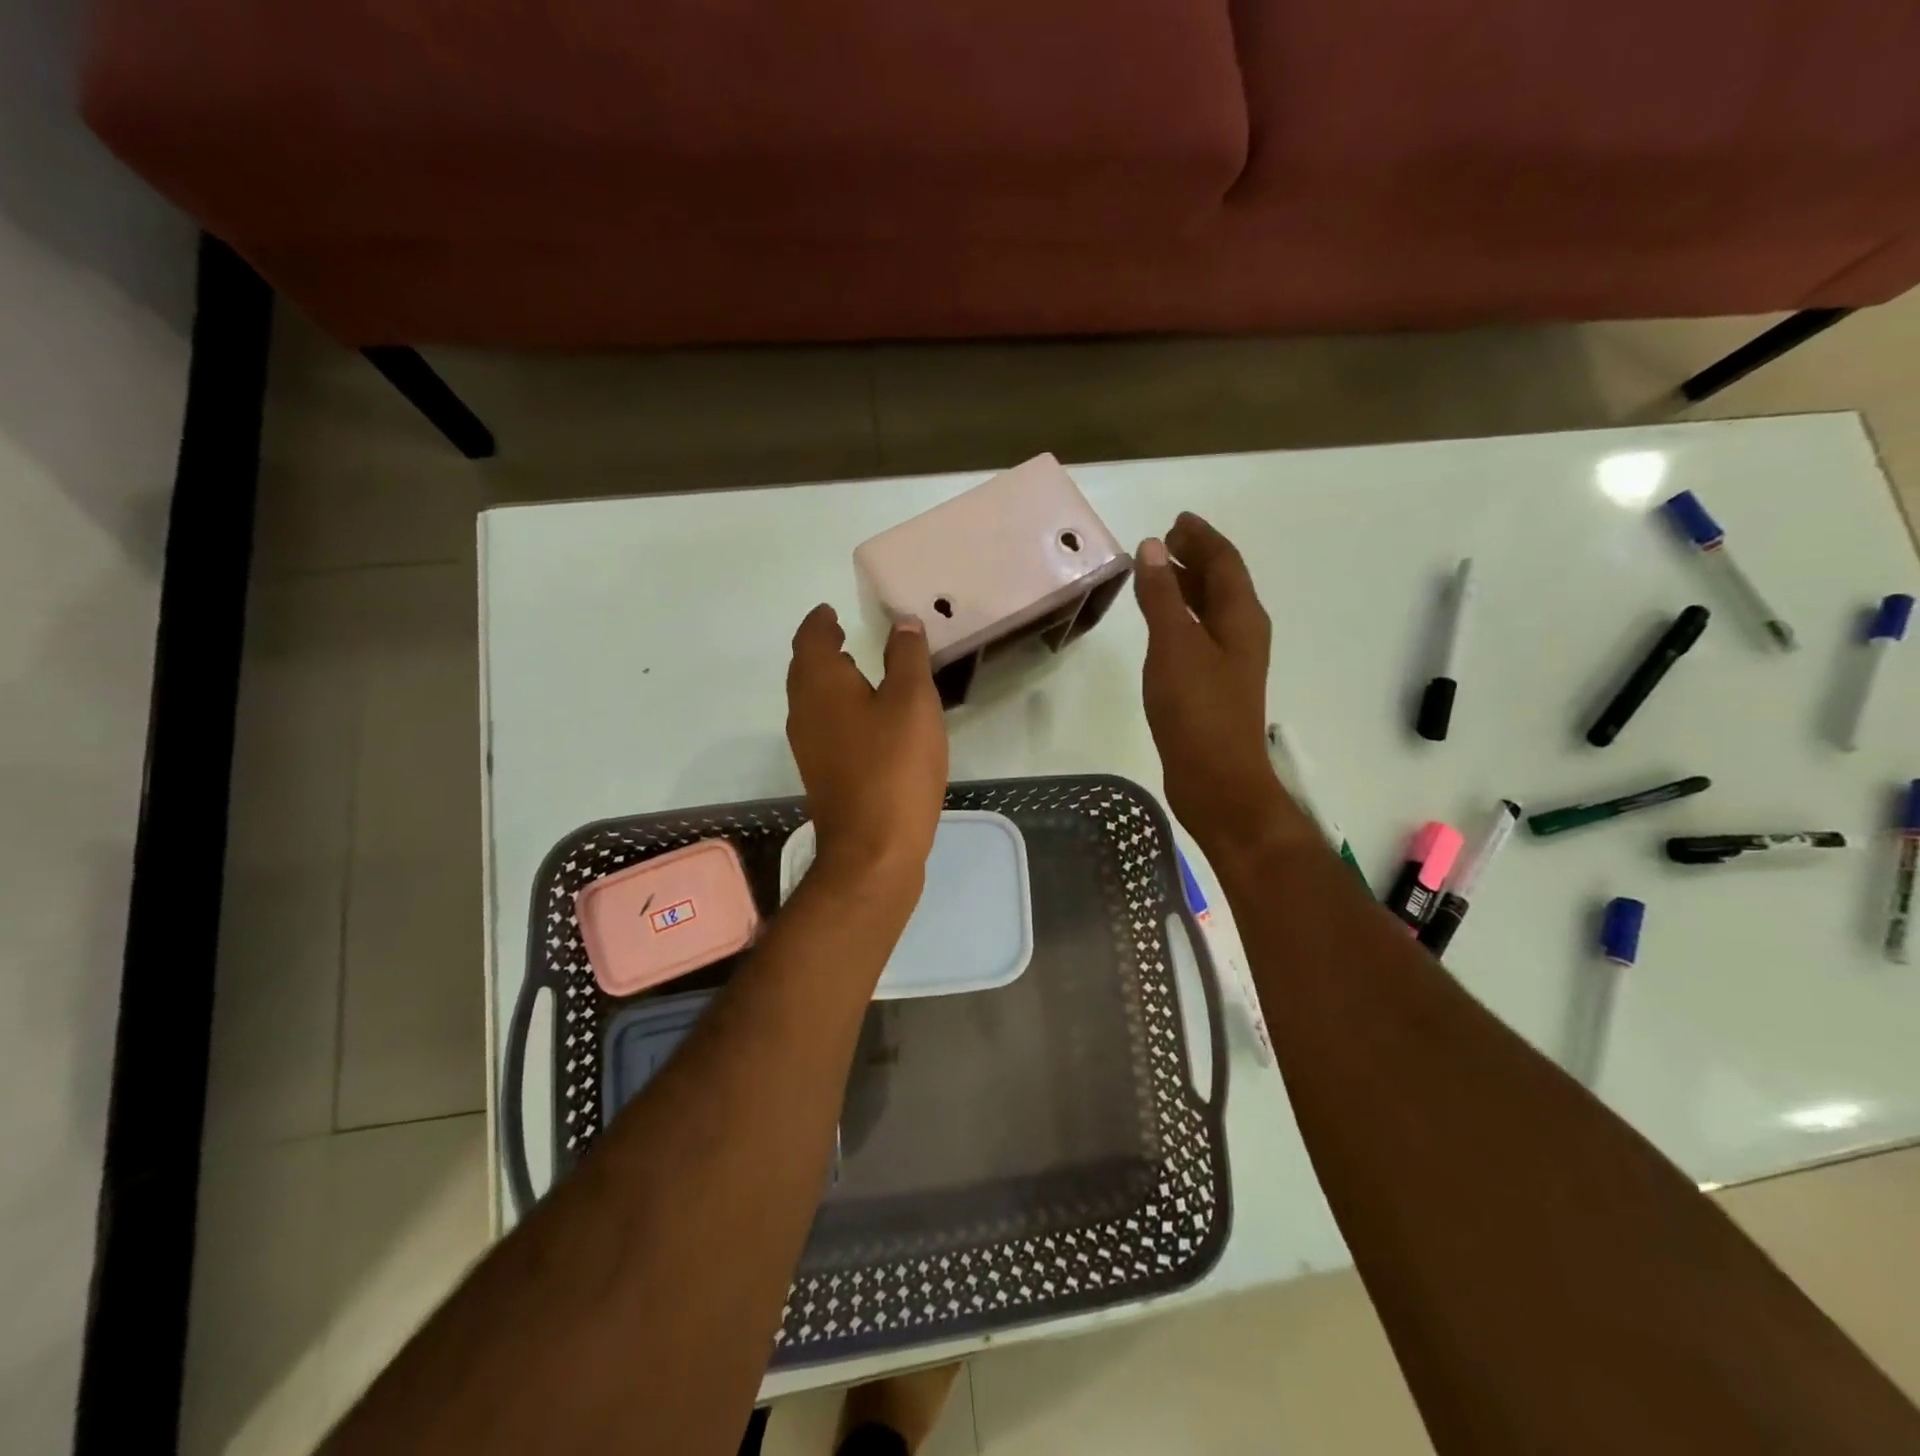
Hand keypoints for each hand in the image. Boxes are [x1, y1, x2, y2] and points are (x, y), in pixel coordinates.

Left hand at [785, 605, 947, 894]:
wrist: (873, 849)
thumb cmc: (894, 766)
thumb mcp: (912, 701)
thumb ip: (907, 657)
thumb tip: (903, 622)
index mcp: (820, 685)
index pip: (811, 640)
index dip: (820, 622)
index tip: (830, 610)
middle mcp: (804, 712)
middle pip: (805, 669)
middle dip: (821, 648)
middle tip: (842, 634)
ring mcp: (809, 747)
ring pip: (812, 699)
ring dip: (829, 679)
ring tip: (855, 667)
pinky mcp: (823, 774)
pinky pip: (824, 725)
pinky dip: (838, 707)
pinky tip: (865, 717)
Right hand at [1133, 514, 1298, 862]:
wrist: (1217, 779)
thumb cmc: (1197, 709)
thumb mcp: (1174, 645)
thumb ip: (1162, 596)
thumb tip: (1152, 548)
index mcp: (1241, 616)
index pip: (1224, 561)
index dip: (1202, 537)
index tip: (1177, 520)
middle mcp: (1242, 632)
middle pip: (1222, 582)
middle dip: (1196, 558)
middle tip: (1164, 542)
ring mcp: (1230, 661)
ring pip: (1210, 610)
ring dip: (1187, 587)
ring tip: (1158, 573)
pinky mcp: (1214, 685)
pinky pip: (1199, 634)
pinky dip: (1180, 618)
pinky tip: (1161, 625)